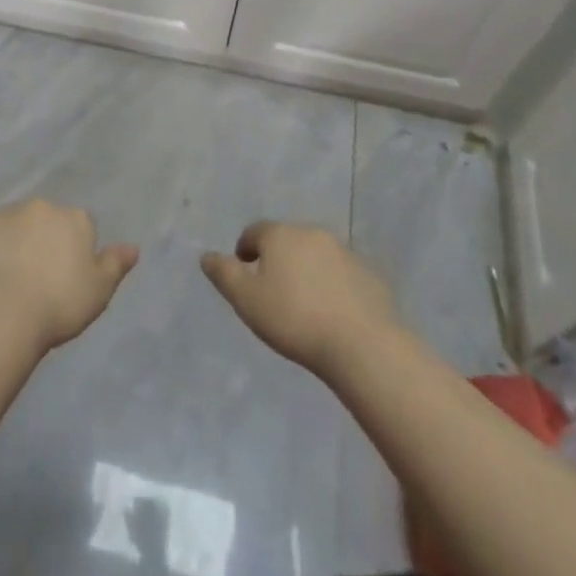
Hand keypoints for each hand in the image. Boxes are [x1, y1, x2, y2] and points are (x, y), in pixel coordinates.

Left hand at [0, 200, 138, 351]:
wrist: (5, 312)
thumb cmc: (59, 304)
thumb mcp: (99, 291)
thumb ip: (115, 264)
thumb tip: (133, 247)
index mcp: (74, 219)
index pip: (78, 227)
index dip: (70, 251)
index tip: (62, 277)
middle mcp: (42, 207)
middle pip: (43, 220)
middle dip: (39, 240)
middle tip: (33, 277)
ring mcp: (6, 212)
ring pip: (11, 224)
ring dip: (10, 241)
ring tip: (4, 278)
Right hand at [201, 222, 398, 377]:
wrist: (361, 344)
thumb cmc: (294, 318)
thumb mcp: (246, 300)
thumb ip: (224, 274)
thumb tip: (207, 256)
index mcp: (280, 235)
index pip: (254, 232)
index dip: (245, 249)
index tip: (244, 271)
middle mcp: (312, 233)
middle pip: (286, 240)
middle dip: (276, 258)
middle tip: (271, 290)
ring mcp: (344, 252)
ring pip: (315, 255)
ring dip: (305, 270)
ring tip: (302, 303)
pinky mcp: (368, 274)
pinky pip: (340, 274)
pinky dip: (331, 285)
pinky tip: (331, 313)